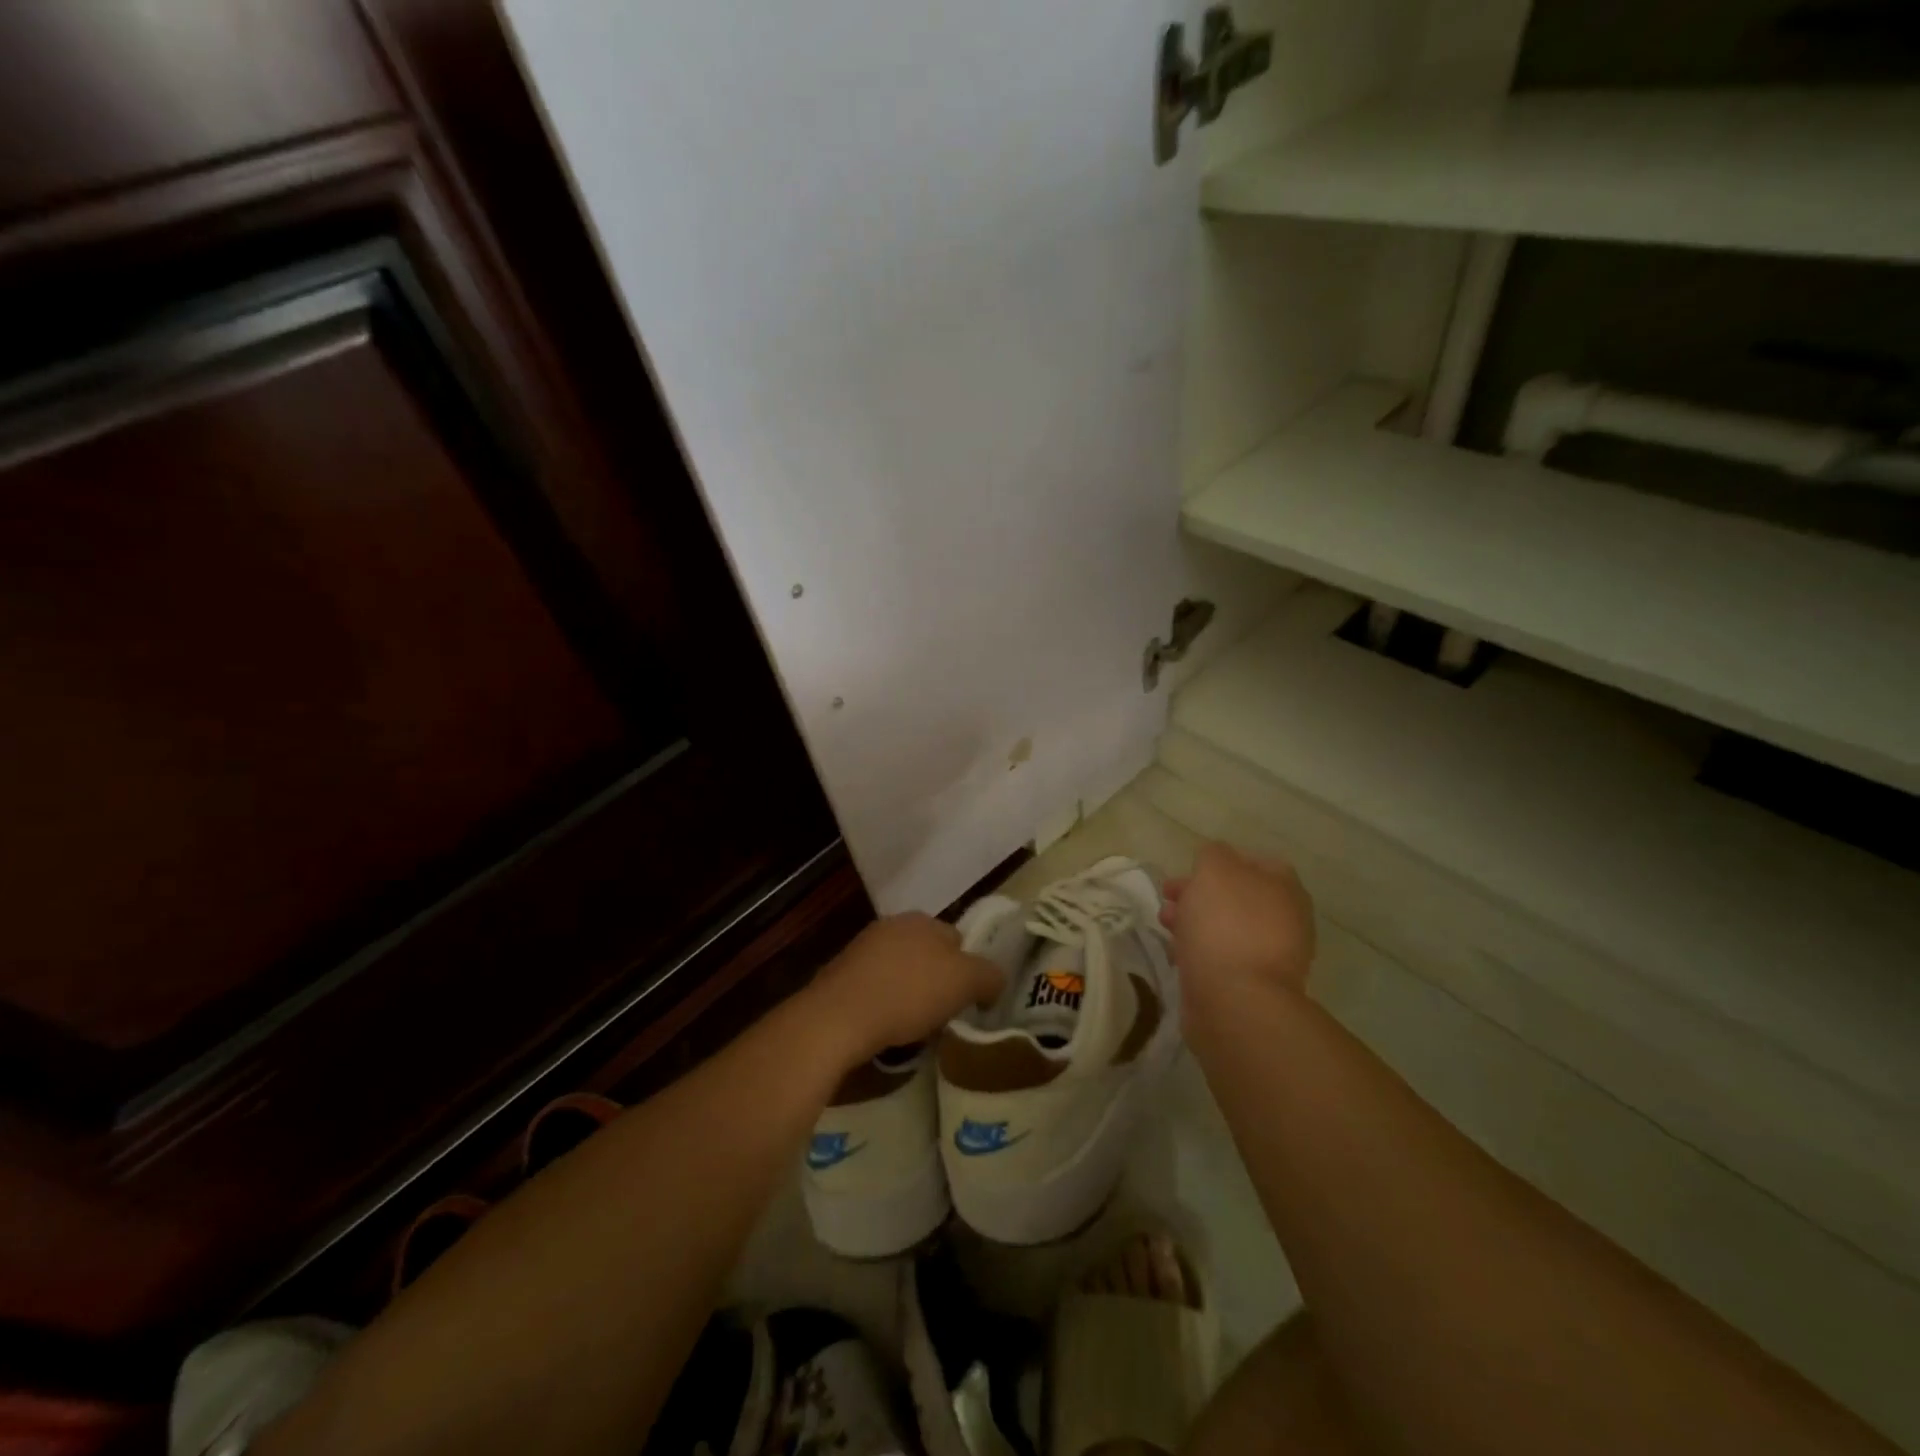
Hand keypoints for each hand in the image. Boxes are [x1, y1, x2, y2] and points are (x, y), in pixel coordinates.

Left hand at [803, 913, 1004, 1068]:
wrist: (839, 1017)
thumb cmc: (908, 993)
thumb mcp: (965, 982)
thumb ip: (989, 976)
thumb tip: (994, 981)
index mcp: (923, 920)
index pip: (957, 938)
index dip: (968, 969)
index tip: (969, 1000)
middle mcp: (892, 925)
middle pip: (927, 954)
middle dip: (937, 980)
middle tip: (944, 1014)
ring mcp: (862, 949)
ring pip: (900, 970)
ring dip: (909, 993)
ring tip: (915, 1027)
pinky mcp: (841, 975)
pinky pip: (875, 988)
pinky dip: (884, 1004)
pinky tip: (885, 1028)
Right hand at [1160, 843, 1315, 1003]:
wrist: (1236, 1002)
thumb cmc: (1226, 925)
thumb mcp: (1215, 870)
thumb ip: (1213, 854)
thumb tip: (1214, 859)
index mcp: (1284, 888)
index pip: (1254, 861)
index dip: (1219, 860)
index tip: (1188, 868)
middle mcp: (1285, 919)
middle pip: (1236, 895)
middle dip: (1199, 892)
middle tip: (1169, 896)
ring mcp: (1270, 955)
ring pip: (1226, 926)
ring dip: (1194, 920)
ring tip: (1165, 924)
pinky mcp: (1250, 985)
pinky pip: (1221, 956)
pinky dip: (1199, 949)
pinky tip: (1177, 953)